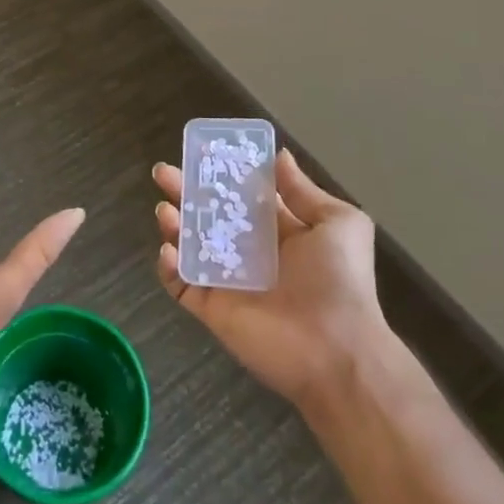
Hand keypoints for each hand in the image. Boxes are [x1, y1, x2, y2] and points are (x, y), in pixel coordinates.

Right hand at [154, 149, 387, 412]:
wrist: (337, 352)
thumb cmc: (340, 280)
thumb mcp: (338, 223)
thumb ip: (303, 191)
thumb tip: (279, 157)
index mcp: (279, 231)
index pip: (242, 196)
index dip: (221, 173)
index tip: (200, 151)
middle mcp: (250, 252)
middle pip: (209, 214)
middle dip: (185, 191)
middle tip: (163, 173)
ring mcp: (228, 281)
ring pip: (190, 245)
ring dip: (174, 224)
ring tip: (164, 209)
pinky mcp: (212, 309)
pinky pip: (182, 284)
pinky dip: (169, 266)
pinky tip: (168, 249)